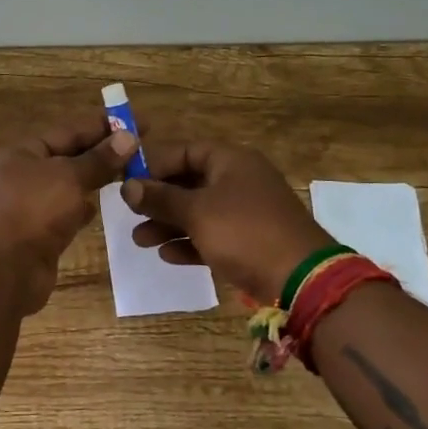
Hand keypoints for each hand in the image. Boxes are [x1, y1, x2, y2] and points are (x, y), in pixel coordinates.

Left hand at [0, 115, 137, 314]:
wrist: (0, 273)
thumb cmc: (31, 213)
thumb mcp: (68, 178)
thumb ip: (99, 160)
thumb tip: (128, 137)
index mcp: (22, 153)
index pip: (69, 130)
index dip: (104, 125)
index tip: (140, 122)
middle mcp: (22, 176)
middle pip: (69, 157)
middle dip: (102, 153)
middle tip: (142, 150)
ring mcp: (28, 207)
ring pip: (68, 187)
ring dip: (94, 181)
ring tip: (129, 175)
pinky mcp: (37, 235)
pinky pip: (64, 214)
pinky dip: (81, 209)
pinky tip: (100, 208)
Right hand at [121, 141, 333, 302]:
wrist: (301, 278)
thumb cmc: (244, 232)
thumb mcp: (196, 212)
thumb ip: (160, 198)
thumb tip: (127, 186)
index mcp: (231, 160)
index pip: (184, 150)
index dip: (153, 164)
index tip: (126, 182)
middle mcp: (239, 180)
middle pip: (189, 182)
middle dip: (158, 200)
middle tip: (130, 214)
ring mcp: (246, 212)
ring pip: (198, 211)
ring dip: (168, 225)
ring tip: (140, 241)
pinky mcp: (250, 241)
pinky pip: (212, 235)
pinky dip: (190, 242)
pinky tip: (167, 256)